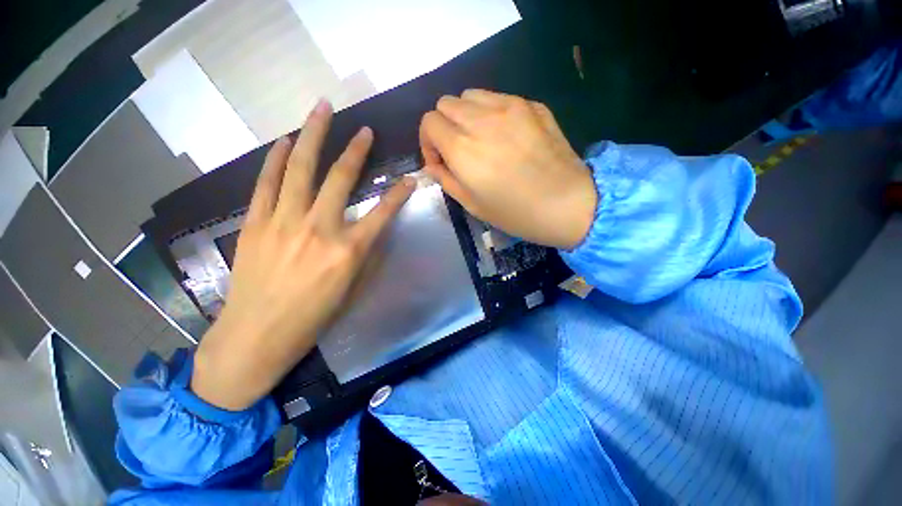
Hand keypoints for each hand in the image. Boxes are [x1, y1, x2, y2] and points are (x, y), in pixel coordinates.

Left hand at [191, 100, 414, 410]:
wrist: (257, 335)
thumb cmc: (313, 317)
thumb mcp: (353, 288)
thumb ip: (365, 253)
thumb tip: (372, 228)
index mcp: (348, 251)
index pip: (382, 213)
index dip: (399, 194)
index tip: (410, 179)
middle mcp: (319, 229)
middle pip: (340, 179)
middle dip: (356, 150)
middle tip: (363, 129)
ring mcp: (283, 222)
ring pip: (300, 169)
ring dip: (313, 136)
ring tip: (320, 110)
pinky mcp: (255, 223)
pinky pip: (267, 183)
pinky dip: (275, 159)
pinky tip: (284, 141)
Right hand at [420, 89, 596, 249]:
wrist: (567, 204)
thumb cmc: (516, 213)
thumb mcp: (472, 205)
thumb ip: (446, 179)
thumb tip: (434, 164)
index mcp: (463, 148)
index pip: (429, 122)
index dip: (428, 142)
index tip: (441, 161)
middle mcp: (482, 120)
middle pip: (446, 103)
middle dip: (444, 126)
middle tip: (458, 150)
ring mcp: (510, 107)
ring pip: (470, 95)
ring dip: (466, 115)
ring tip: (480, 139)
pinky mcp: (532, 105)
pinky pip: (498, 98)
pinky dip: (491, 112)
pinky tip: (505, 136)